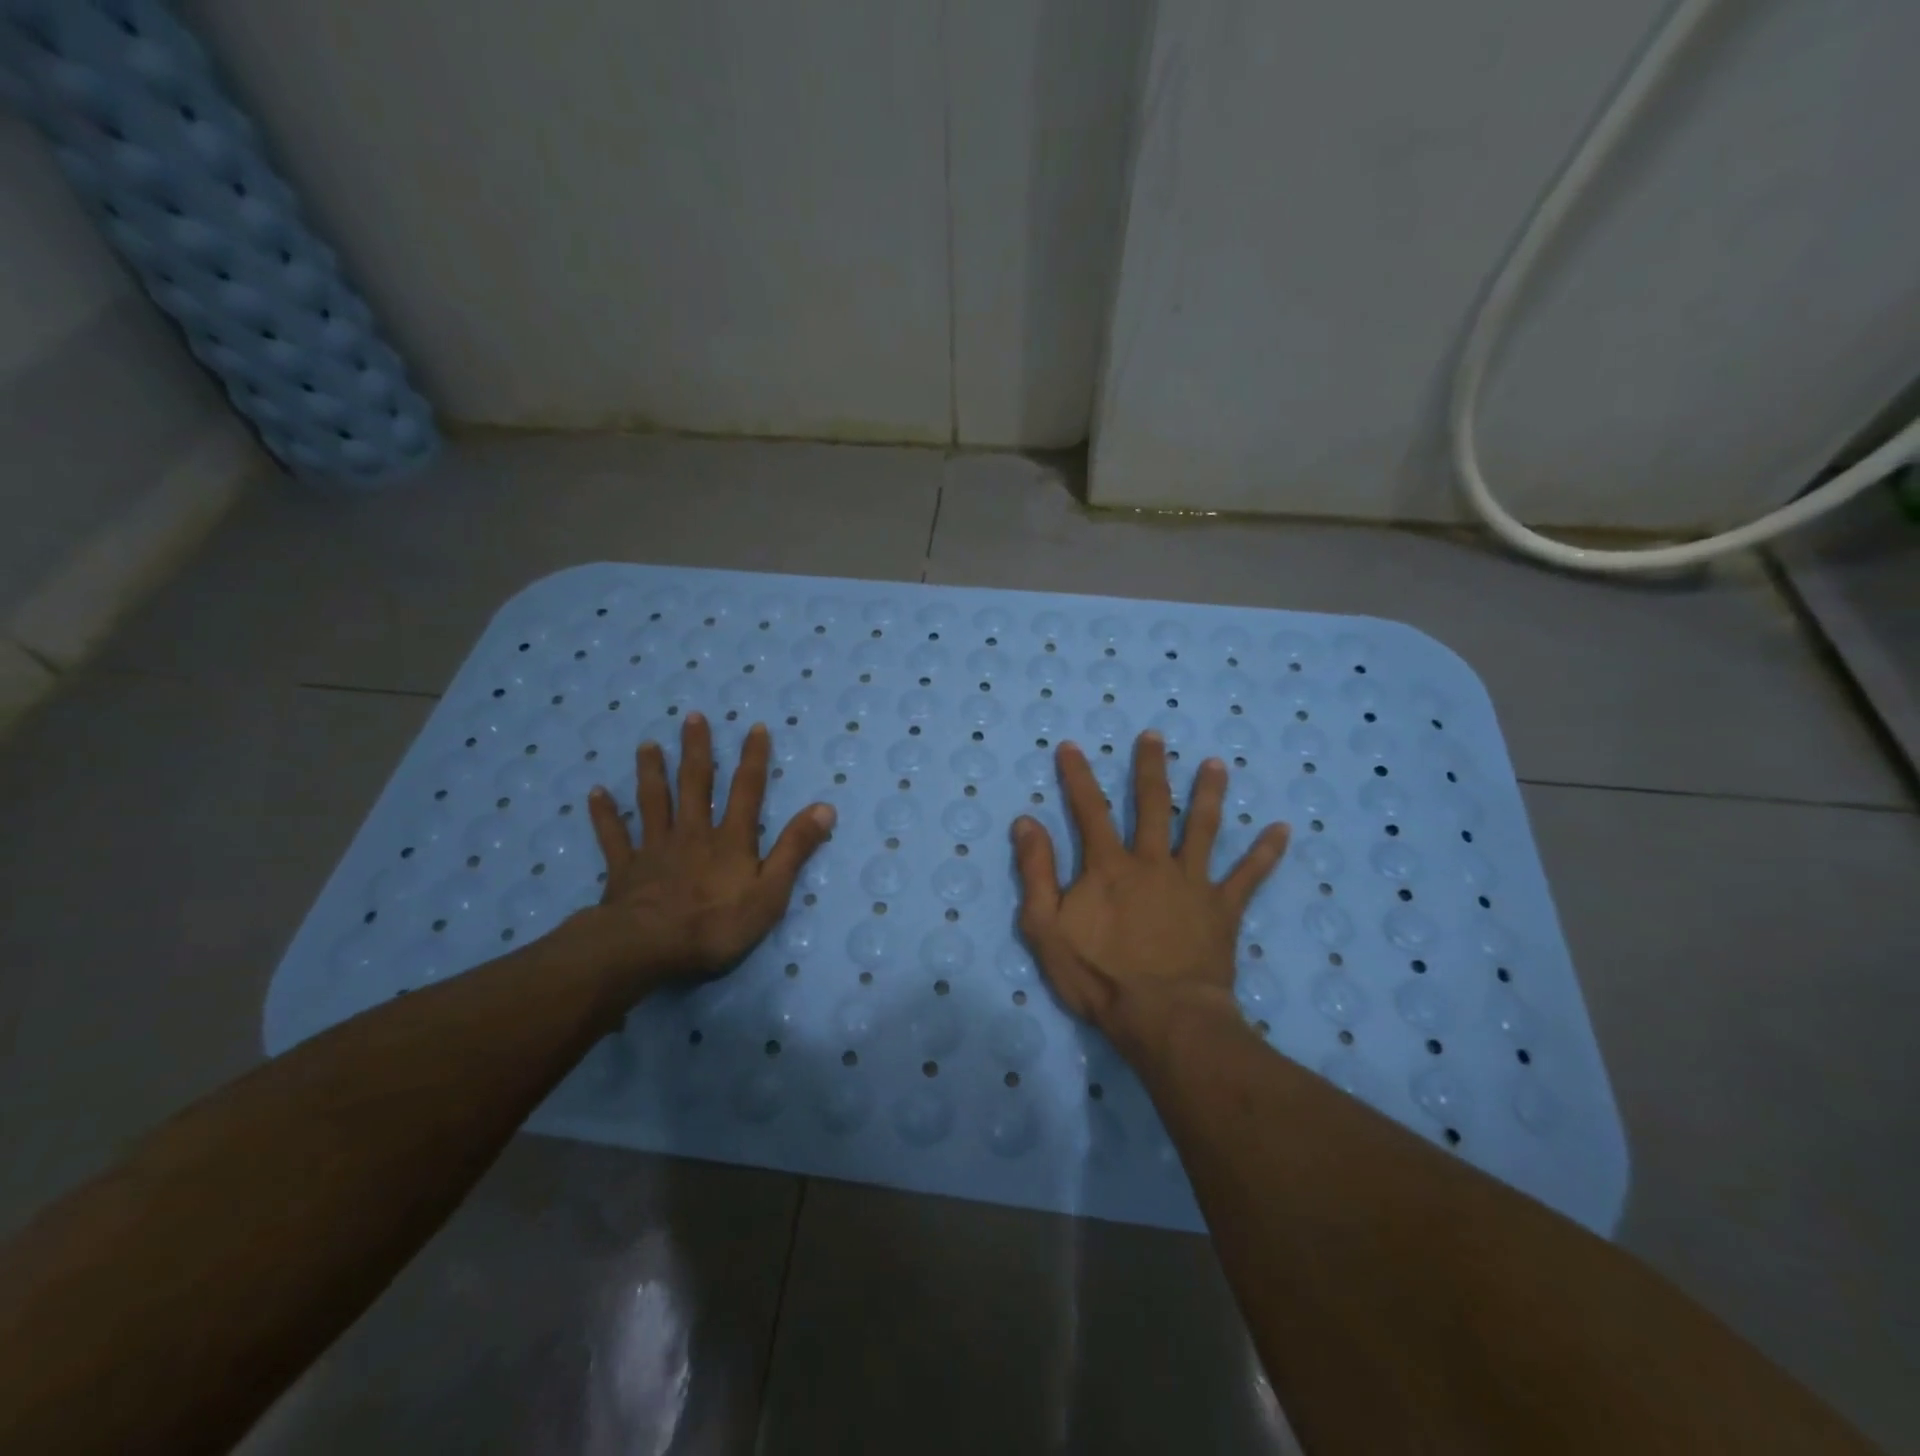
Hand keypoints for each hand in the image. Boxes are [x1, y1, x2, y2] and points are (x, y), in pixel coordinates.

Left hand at [582, 713, 834, 985]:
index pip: (747, 791)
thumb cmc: (716, 924)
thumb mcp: (771, 892)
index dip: (753, 759)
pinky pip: (614, 836)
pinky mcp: (626, 868)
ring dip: (651, 772)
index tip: (755, 728)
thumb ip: (795, 849)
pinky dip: (605, 814)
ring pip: (654, 801)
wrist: (649, 947)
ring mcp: (656, 848)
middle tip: (692, 717)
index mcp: (730, 839)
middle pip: (695, 784)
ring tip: (647, 745)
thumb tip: (825, 807)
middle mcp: (693, 833)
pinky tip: (596, 793)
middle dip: (697, 750)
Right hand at [1011, 732, 1289, 1054]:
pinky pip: (1249, 877)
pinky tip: (1283, 830)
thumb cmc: (1099, 976)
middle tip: (1155, 736)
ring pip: (1203, 828)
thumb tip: (1026, 821)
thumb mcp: (1046, 928)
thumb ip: (1036, 873)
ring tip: (1217, 764)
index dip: (1078, 776)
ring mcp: (1192, 883)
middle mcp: (1153, 862)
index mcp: (1109, 866)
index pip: (1090, 810)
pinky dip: (1266, 854)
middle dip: (1150, 768)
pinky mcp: (1222, 909)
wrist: (1163, 1018)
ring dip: (1210, 794)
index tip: (1070, 746)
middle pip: (1153, 805)